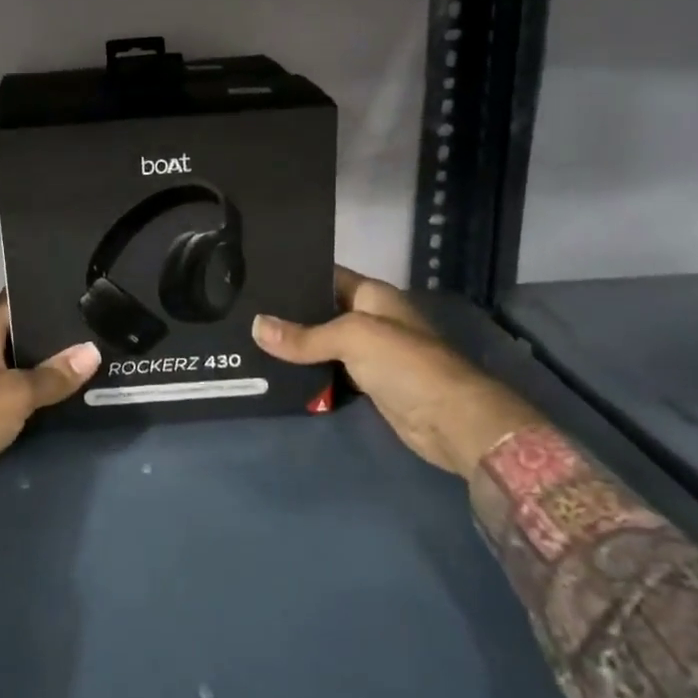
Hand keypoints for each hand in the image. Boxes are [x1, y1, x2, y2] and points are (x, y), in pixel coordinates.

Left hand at [0, 296, 100, 497]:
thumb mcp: (14, 394)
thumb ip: (53, 375)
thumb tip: (93, 351)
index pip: (17, 300)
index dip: (46, 294)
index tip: (81, 292)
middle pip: (22, 333)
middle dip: (54, 333)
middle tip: (96, 327)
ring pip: (20, 364)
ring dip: (46, 365)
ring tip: (90, 356)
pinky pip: (14, 391)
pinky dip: (35, 392)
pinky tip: (63, 391)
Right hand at [251, 265, 541, 475]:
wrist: (453, 422)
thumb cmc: (406, 364)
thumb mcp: (352, 338)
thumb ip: (304, 336)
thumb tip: (256, 327)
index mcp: (372, 295)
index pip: (326, 276)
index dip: (295, 276)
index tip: (257, 277)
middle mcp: (371, 318)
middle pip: (322, 311)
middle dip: (288, 314)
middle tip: (244, 311)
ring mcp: (371, 353)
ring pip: (324, 343)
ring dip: (296, 346)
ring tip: (250, 338)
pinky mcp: (369, 384)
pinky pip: (332, 371)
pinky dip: (310, 372)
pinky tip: (277, 370)